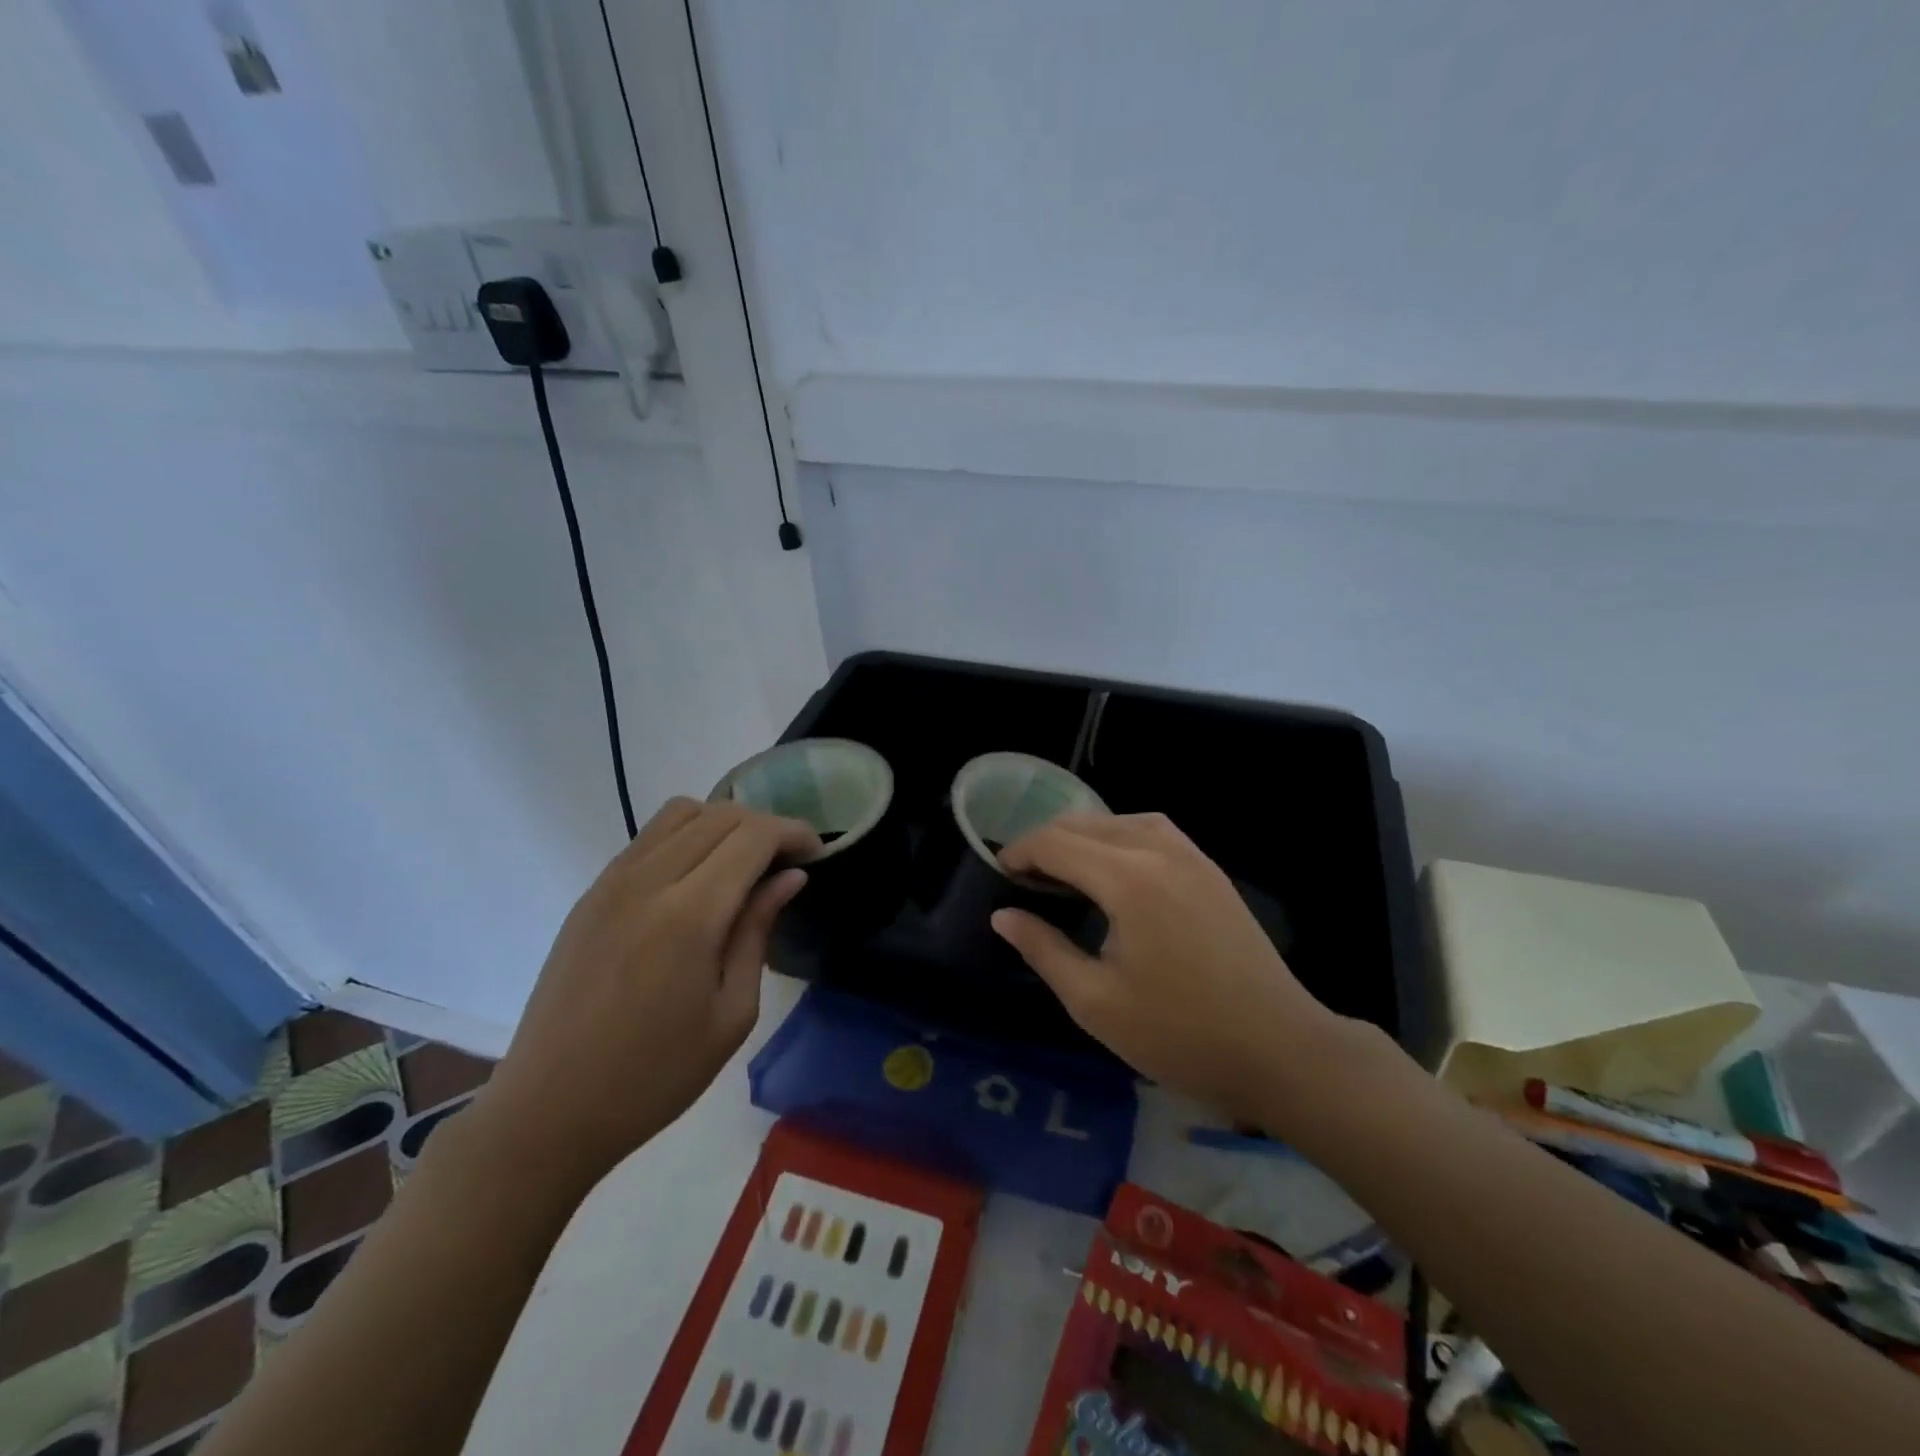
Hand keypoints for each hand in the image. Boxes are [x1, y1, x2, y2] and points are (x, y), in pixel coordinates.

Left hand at [473, 798, 819, 1192]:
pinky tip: (698, 877)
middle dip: (765, 826)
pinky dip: (687, 836)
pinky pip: (648, 837)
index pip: (753, 836)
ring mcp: (611, 882)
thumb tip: (790, 876)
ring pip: (681, 813)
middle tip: (788, 862)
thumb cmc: (656, 1075)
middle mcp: (647, 881)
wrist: (550, 1110)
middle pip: (720, 815)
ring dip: (724, 823)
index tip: (816, 853)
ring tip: (744, 863)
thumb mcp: (732, 1012)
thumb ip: (758, 930)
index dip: (793, 832)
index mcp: (689, 915)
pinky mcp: (591, 893)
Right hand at [992, 812, 1346, 1131]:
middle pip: (1087, 824)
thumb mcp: (1095, 1002)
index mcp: (1127, 880)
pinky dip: (1121, 835)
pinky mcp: (1211, 871)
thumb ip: (1043, 949)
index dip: (1020, 852)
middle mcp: (1158, 851)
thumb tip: (1004, 916)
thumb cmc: (1179, 1034)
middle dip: (1047, 841)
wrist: (1279, 1050)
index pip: (1056, 843)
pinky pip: (1154, 830)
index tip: (999, 874)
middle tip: (1024, 876)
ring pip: (1122, 820)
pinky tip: (1115, 866)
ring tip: (1063, 866)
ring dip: (1084, 834)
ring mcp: (1191, 857)